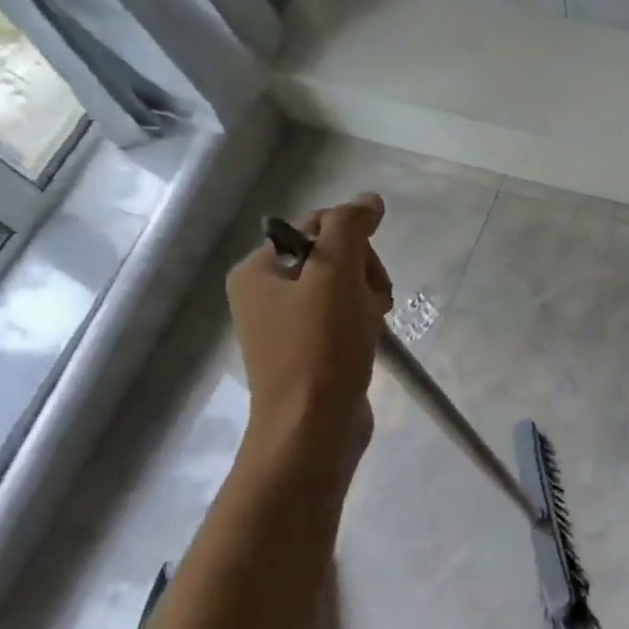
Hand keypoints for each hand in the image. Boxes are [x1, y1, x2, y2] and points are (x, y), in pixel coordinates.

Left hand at [227, 196, 393, 455]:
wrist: (314, 427)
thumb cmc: (321, 347)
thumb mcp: (335, 275)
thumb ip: (350, 228)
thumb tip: (368, 200)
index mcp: (256, 270)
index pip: (316, 226)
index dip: (353, 242)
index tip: (365, 275)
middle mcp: (264, 293)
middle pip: (332, 255)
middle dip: (363, 272)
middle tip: (372, 301)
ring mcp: (286, 325)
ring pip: (344, 286)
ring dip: (368, 297)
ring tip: (372, 323)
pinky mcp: (309, 350)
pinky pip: (343, 315)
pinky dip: (362, 320)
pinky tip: (369, 338)